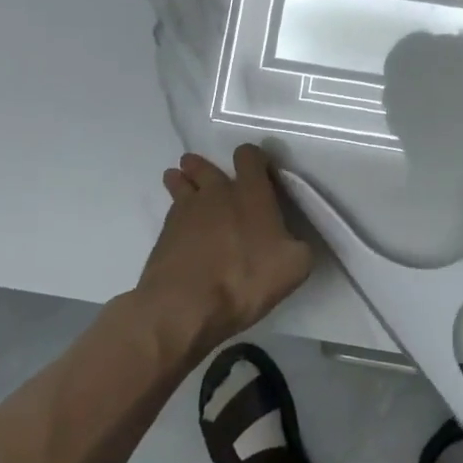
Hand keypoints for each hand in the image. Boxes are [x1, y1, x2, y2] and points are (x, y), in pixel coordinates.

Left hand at [136, 146, 312, 344]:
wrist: (185, 305)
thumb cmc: (245, 279)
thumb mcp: (294, 266)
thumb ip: (298, 245)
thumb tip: (293, 241)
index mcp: (252, 194)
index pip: (249, 157)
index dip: (253, 157)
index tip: (257, 166)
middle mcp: (217, 194)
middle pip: (205, 167)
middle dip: (203, 166)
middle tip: (199, 168)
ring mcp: (185, 212)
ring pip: (181, 185)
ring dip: (181, 181)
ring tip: (179, 180)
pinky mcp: (163, 235)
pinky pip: (171, 213)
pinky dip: (175, 214)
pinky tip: (178, 224)